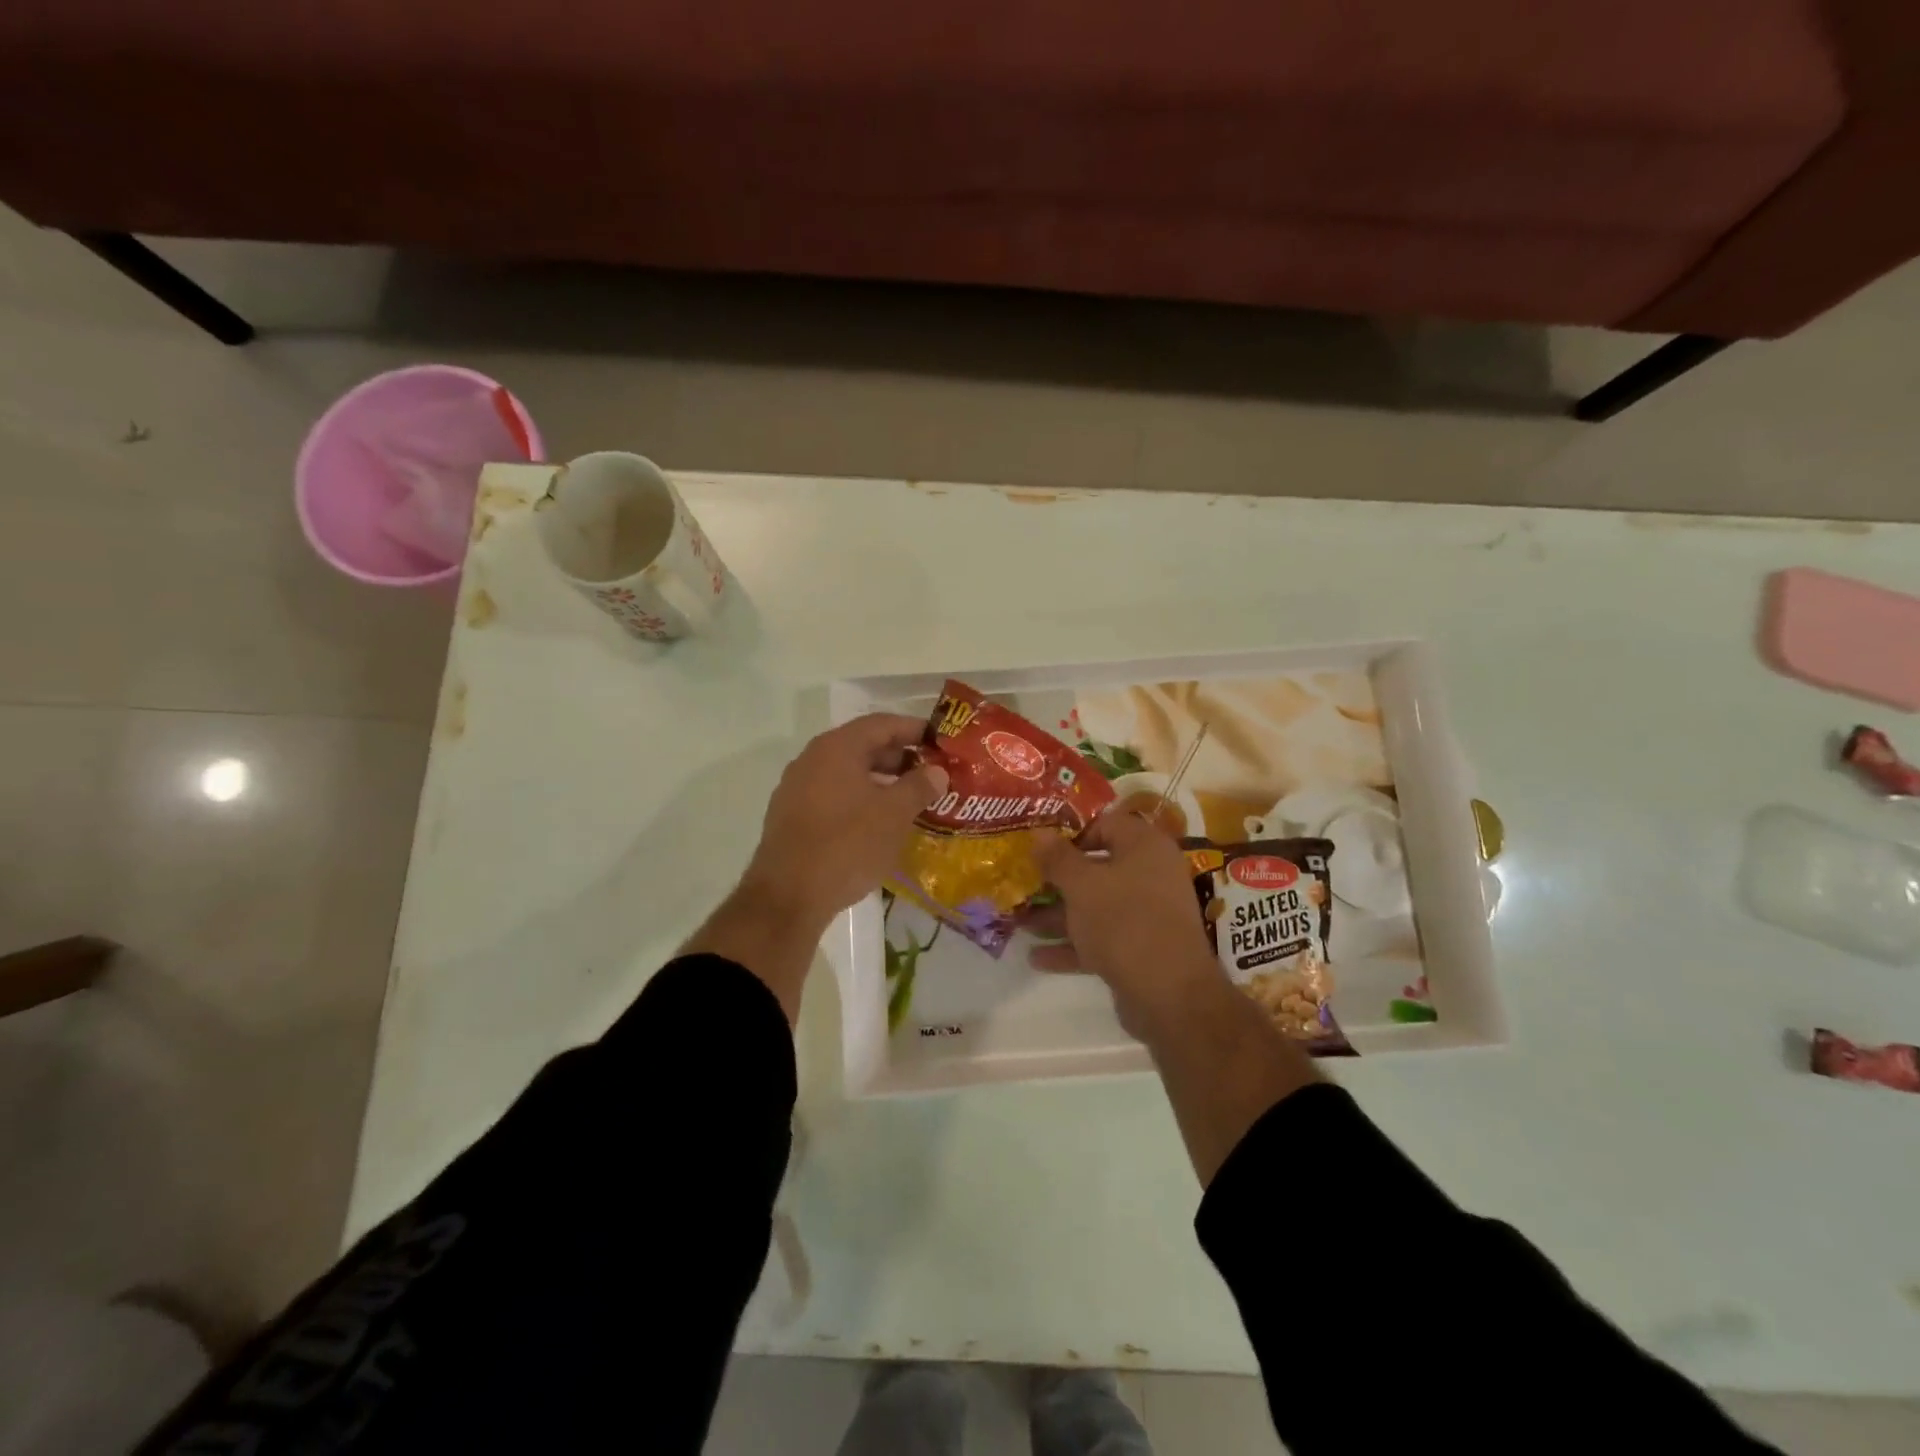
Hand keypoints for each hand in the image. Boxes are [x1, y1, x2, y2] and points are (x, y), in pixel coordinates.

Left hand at [743, 714, 948, 928]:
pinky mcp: (790, 816)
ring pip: (847, 773)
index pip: (881, 724)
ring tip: (909, 800)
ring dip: (879, 782)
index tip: (940, 742)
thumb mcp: (894, 814)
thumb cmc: (847, 845)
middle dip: (899, 758)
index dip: (914, 730)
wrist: (788, 896)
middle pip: (862, 746)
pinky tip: (877, 823)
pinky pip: (832, 795)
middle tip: (930, 774)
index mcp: (836, 748)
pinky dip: (858, 799)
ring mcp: (796, 788)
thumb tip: (937, 771)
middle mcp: (812, 759)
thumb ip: (919, 786)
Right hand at [1032, 811, 1223, 1037]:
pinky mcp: (1140, 949)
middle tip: (1023, 882)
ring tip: (1018, 922)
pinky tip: (1036, 956)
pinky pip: (1101, 938)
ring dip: (1058, 915)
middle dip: (1057, 880)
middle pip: (1097, 868)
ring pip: (1095, 906)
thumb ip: (1057, 858)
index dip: (1070, 833)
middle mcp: (1150, 875)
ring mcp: (1147, 914)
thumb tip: (1038, 833)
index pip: (1105, 824)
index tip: (1039, 847)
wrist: (1170, 995)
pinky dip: (1072, 945)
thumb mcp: (1082, 885)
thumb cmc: (1124, 922)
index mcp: (1144, 847)